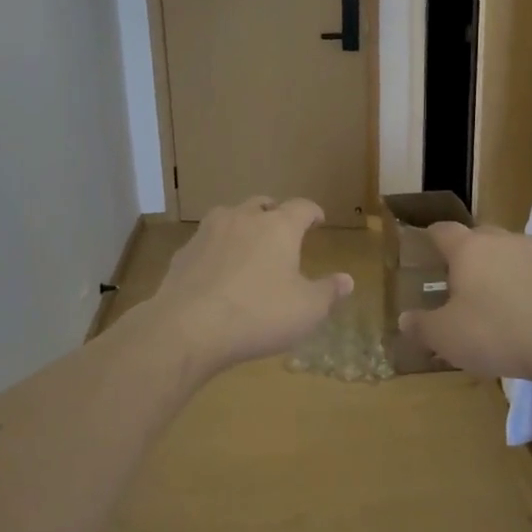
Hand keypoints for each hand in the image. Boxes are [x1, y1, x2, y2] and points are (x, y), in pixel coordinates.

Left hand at [145, 197, 353, 376]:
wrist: (188, 327)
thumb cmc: (258, 314)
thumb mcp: (307, 310)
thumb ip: (329, 292)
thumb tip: (347, 280)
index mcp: (279, 227)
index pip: (302, 207)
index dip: (312, 212)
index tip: (318, 219)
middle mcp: (243, 219)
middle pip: (263, 204)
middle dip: (275, 213)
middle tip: (282, 228)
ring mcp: (208, 232)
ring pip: (230, 216)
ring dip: (243, 225)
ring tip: (248, 243)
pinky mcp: (183, 252)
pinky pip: (207, 242)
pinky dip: (217, 249)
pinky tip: (217, 269)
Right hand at [398, 223, 531, 383]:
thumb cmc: (495, 330)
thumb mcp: (446, 336)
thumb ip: (421, 326)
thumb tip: (404, 319)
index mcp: (468, 247)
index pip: (443, 230)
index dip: (431, 237)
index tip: (425, 246)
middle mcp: (501, 239)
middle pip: (478, 236)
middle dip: (466, 254)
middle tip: (457, 280)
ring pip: (508, 252)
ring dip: (498, 267)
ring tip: (492, 296)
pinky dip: (524, 283)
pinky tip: (523, 309)